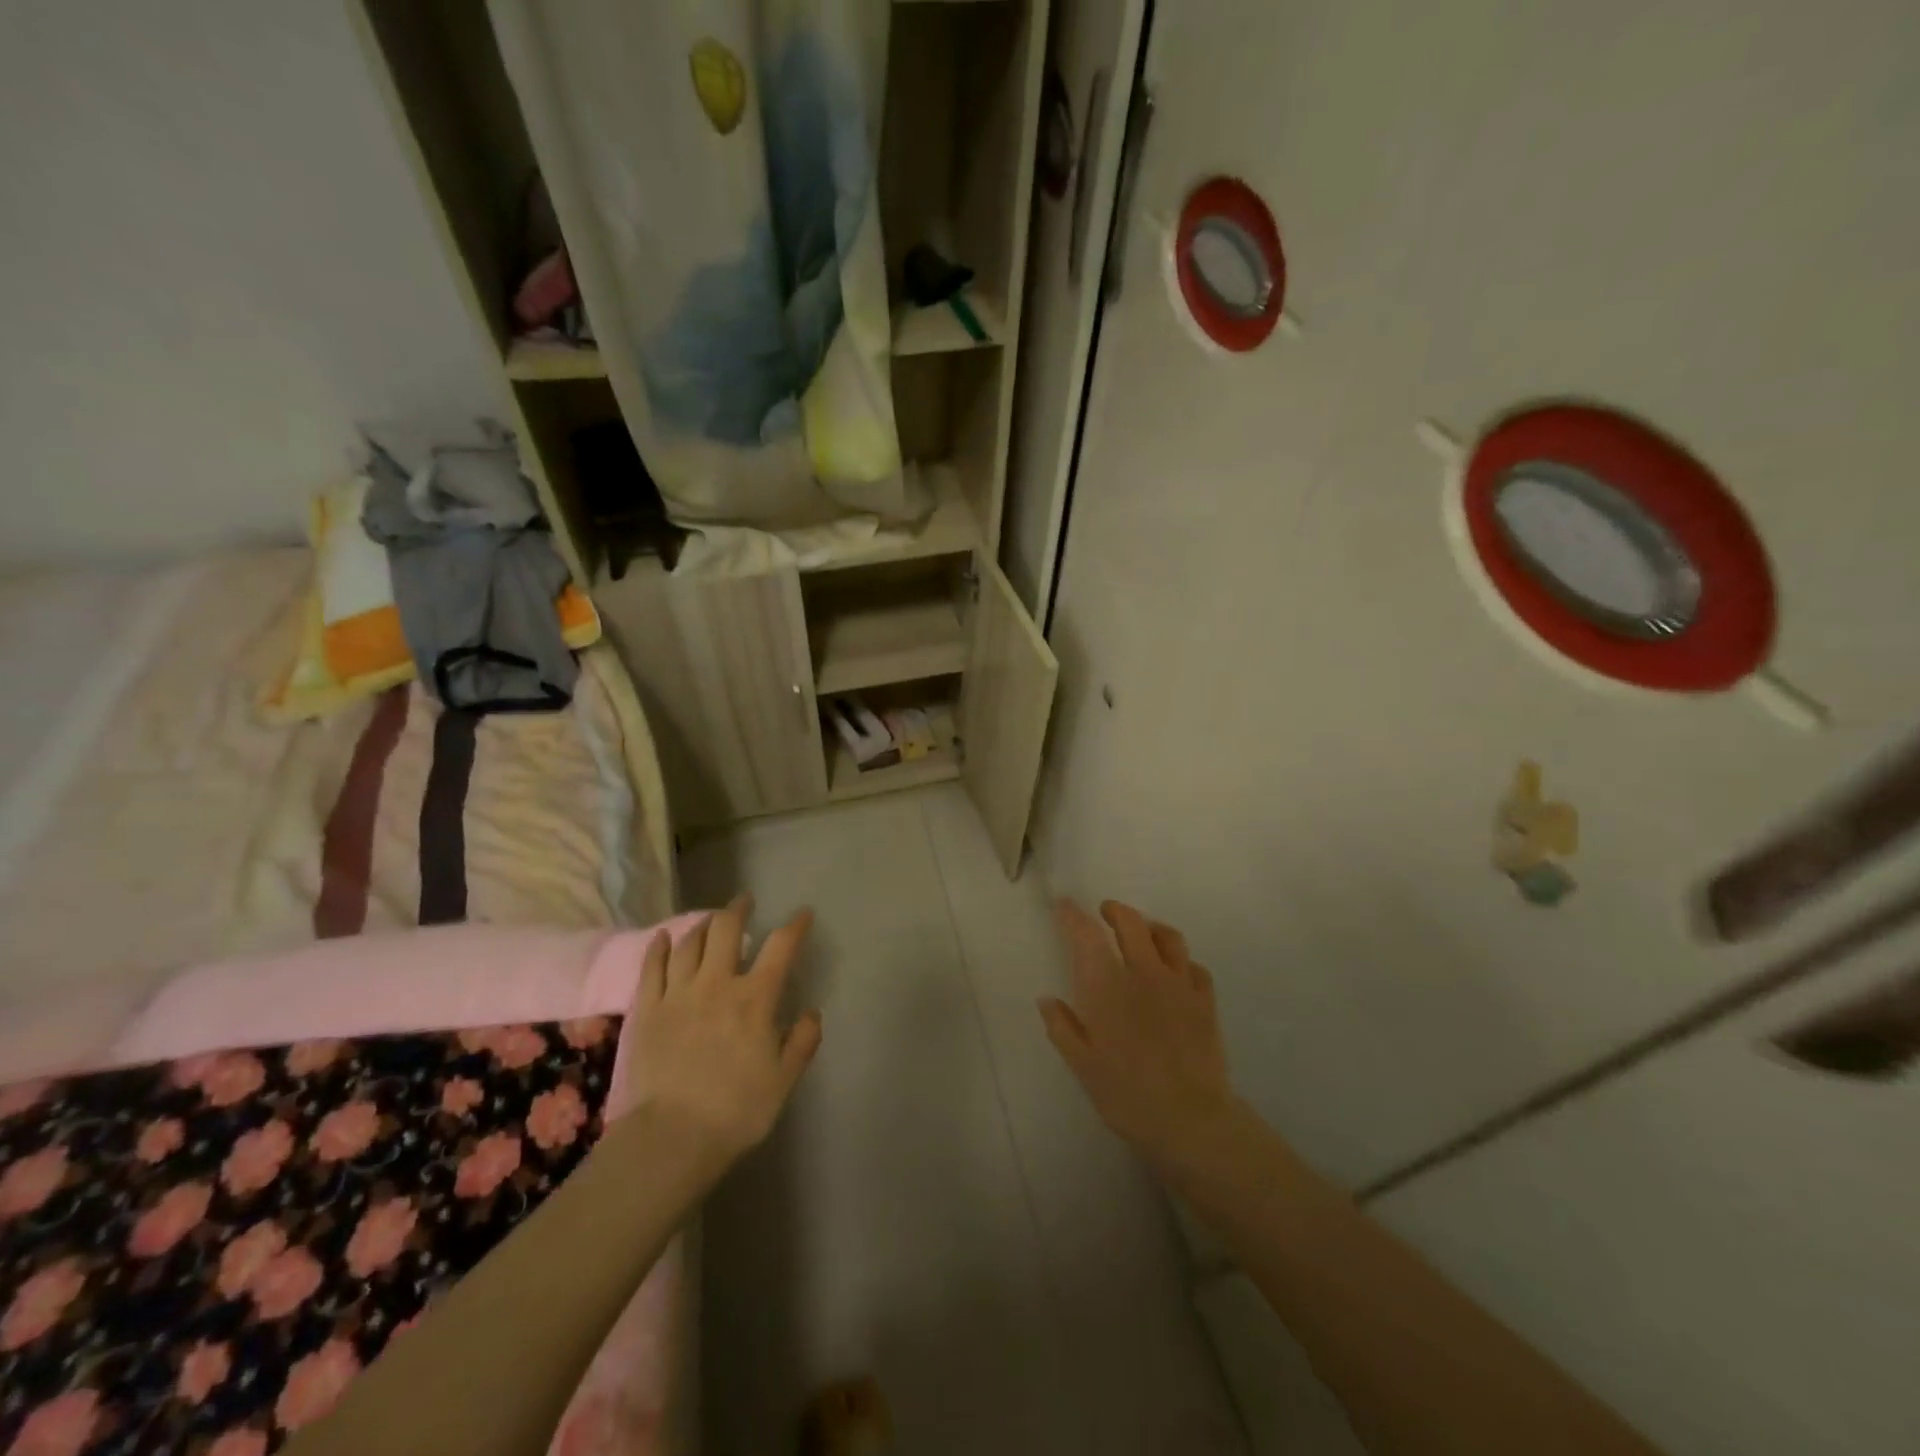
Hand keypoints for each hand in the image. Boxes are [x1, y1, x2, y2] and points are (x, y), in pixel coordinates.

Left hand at [621, 896, 821, 1166]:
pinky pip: (652, 967)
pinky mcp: (648, 1009)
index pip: (781, 947)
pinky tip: (664, 937)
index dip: (795, 925)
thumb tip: (811, 1012)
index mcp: (755, 998)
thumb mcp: (783, 1080)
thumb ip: (802, 1041)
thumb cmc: (736, 1110)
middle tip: (745, 901)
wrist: (671, 1137)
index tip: (803, 913)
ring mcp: (678, 993)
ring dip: (703, 925)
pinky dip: (659, 947)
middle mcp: (717, 984)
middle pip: (726, 930)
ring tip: (711, 919)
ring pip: (689, 943)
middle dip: (739, 909)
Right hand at [1040, 900, 1237, 1167]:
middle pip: (1131, 923)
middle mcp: (1143, 973)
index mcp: (1107, 986)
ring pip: (1168, 936)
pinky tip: (1176, 970)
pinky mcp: (1205, 1001)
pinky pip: (1195, 966)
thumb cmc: (1126, 1094)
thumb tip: (1047, 999)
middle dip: (1115, 910)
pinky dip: (1181, 960)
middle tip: (1105, 912)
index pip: (1087, 936)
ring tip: (1143, 932)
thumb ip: (1062, 1027)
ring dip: (1150, 926)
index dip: (1073, 915)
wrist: (1190, 1120)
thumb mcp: (1082, 1066)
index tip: (1064, 904)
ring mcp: (1179, 984)